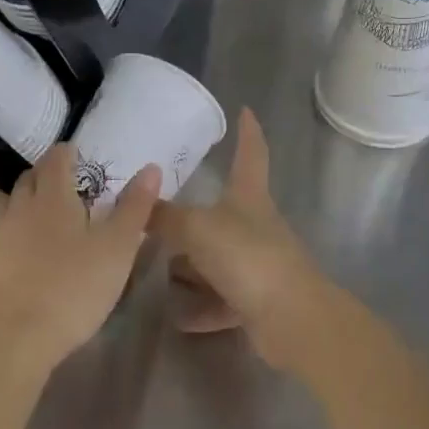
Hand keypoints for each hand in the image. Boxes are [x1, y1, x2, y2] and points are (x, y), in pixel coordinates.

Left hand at [0, 144, 159, 377]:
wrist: (14, 340)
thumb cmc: (73, 290)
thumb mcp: (117, 249)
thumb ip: (134, 207)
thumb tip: (151, 167)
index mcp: (53, 198)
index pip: (56, 160)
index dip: (67, 152)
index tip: (77, 153)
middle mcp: (19, 209)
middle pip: (29, 179)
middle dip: (45, 174)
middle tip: (63, 182)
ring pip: (4, 206)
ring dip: (19, 201)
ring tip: (34, 211)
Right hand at [151, 110, 323, 365]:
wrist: (291, 318)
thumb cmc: (247, 257)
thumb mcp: (197, 229)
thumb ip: (165, 217)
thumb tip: (137, 199)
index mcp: (249, 197)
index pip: (251, 153)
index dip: (248, 131)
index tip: (245, 110)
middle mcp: (255, 226)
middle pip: (225, 211)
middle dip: (195, 213)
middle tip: (161, 211)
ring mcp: (257, 264)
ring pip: (218, 258)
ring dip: (193, 265)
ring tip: (158, 269)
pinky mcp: (256, 301)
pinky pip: (221, 299)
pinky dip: (201, 306)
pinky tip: (177, 315)